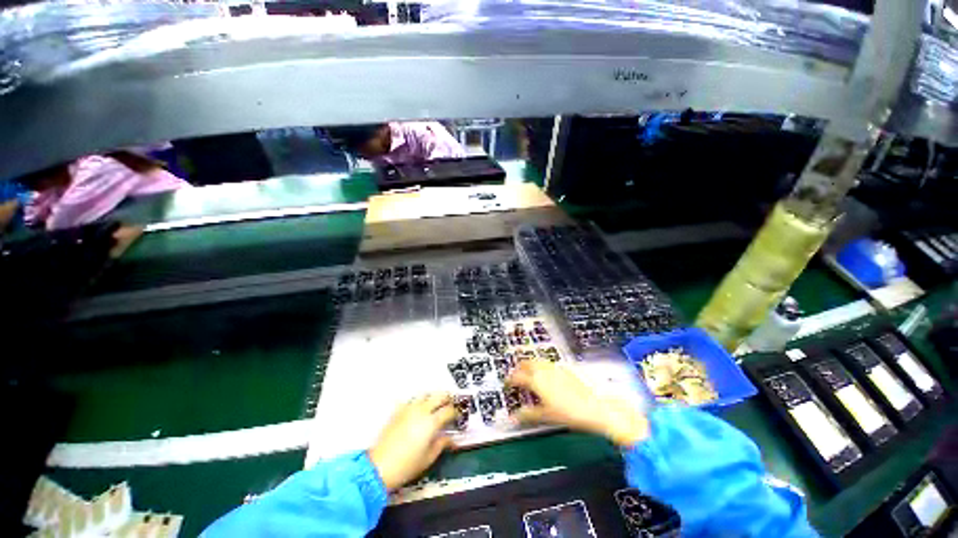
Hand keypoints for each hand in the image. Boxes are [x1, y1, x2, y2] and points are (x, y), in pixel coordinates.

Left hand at [368, 393, 455, 490]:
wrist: (379, 467)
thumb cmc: (407, 465)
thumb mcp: (429, 458)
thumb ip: (442, 444)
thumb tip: (451, 439)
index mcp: (431, 422)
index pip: (448, 410)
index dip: (455, 412)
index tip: (457, 416)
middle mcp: (421, 411)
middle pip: (439, 395)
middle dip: (447, 398)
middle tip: (450, 404)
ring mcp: (409, 409)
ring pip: (425, 394)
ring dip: (432, 397)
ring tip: (435, 405)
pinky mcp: (398, 411)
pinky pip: (411, 400)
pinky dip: (417, 402)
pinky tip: (418, 409)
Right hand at [507, 359, 648, 446]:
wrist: (594, 407)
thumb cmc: (568, 413)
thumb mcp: (545, 416)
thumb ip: (528, 415)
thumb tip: (514, 417)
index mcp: (536, 380)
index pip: (518, 376)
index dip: (510, 379)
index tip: (507, 383)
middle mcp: (544, 370)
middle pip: (526, 363)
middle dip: (519, 368)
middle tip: (515, 375)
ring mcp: (555, 368)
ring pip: (537, 361)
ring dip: (530, 365)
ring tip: (528, 373)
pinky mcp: (565, 369)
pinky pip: (547, 363)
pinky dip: (541, 366)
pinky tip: (545, 375)